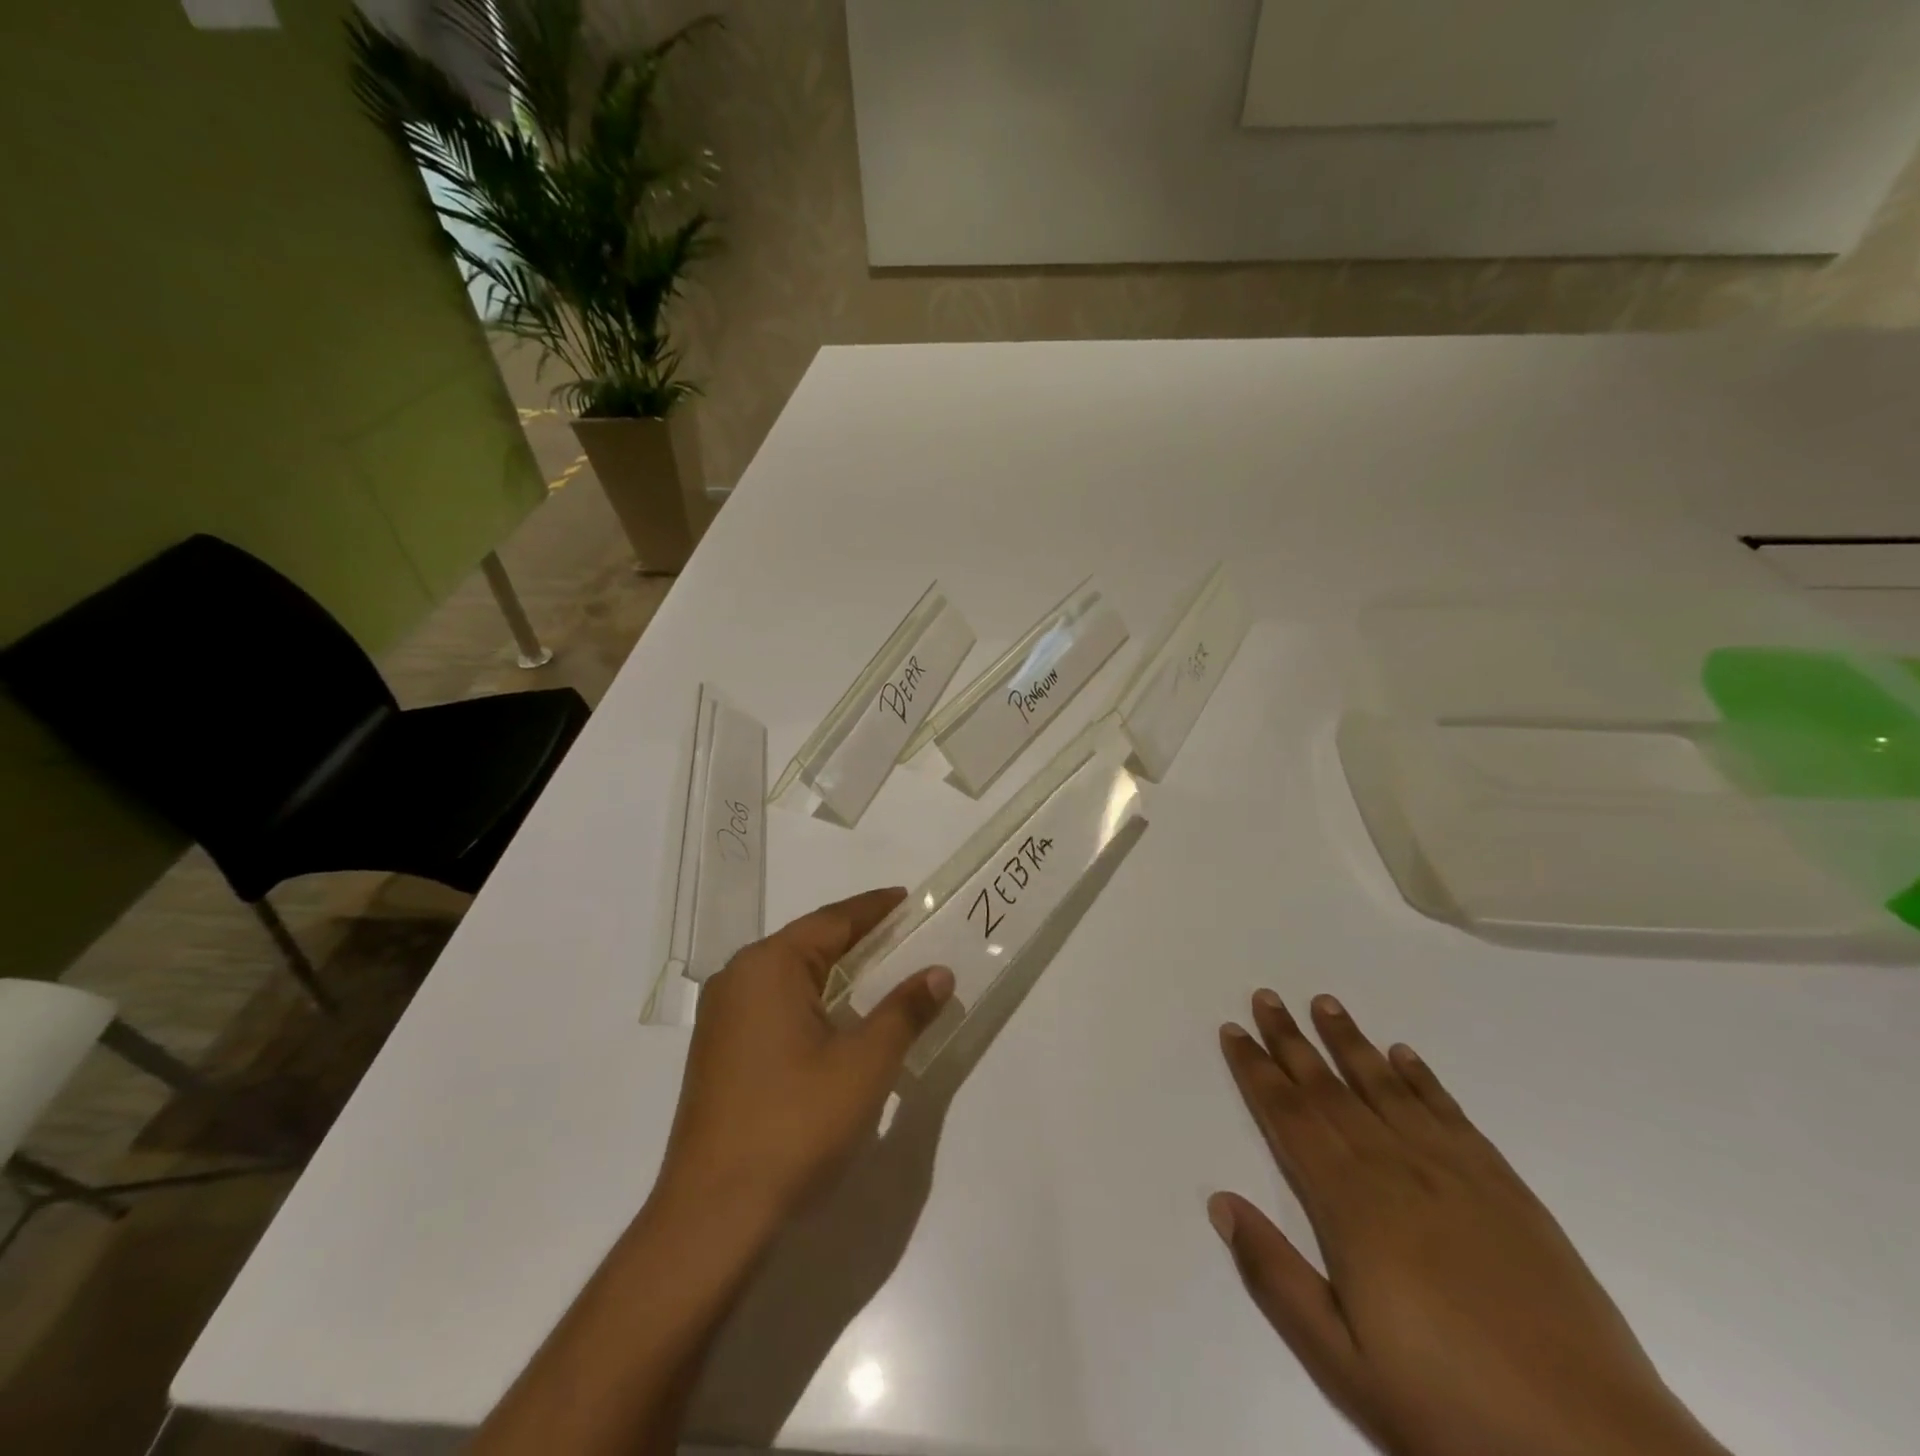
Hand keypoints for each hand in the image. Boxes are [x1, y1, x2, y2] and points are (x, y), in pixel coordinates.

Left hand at [657, 888, 953, 1228]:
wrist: (714, 1217)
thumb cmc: (795, 1124)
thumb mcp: (865, 1063)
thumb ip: (904, 1010)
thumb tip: (937, 973)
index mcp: (768, 966)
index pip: (833, 920)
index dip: (875, 909)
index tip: (910, 900)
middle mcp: (739, 978)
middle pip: (810, 944)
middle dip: (860, 940)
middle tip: (908, 938)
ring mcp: (724, 1018)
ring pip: (793, 976)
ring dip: (838, 973)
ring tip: (884, 974)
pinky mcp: (722, 1052)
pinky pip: (777, 1006)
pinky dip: (815, 1002)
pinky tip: (843, 1021)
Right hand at [1211, 992, 1728, 1455]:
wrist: (1598, 1450)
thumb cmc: (1452, 1408)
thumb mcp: (1343, 1363)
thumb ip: (1276, 1276)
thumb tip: (1221, 1201)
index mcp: (1351, 1206)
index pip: (1289, 1117)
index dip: (1256, 1071)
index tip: (1233, 1030)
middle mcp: (1396, 1169)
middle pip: (1330, 1089)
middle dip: (1291, 1040)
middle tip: (1266, 996)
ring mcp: (1455, 1172)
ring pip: (1386, 1087)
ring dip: (1350, 1042)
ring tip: (1325, 1003)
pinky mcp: (1505, 1187)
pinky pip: (1451, 1113)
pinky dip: (1422, 1078)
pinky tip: (1405, 1055)